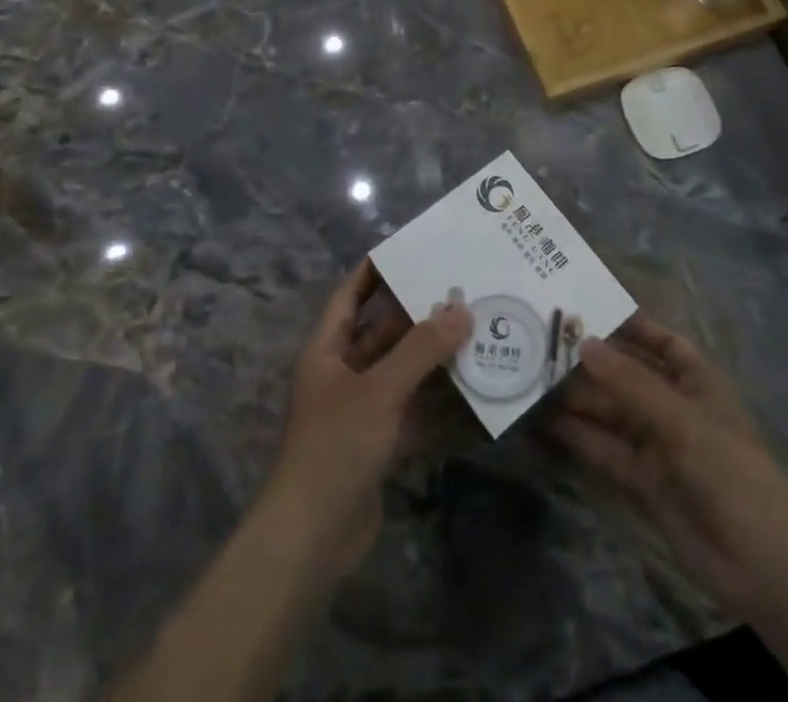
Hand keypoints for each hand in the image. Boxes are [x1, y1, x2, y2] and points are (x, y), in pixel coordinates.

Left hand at [260, 262, 470, 582]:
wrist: (311, 539)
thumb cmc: (335, 446)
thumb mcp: (380, 389)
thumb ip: (421, 349)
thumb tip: (461, 309)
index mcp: (328, 349)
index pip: (351, 294)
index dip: (376, 270)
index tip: (412, 249)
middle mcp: (343, 372)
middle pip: (383, 331)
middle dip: (418, 313)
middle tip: (461, 289)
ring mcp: (362, 409)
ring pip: (402, 370)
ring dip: (433, 356)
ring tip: (475, 329)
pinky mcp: (379, 442)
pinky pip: (413, 408)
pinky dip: (438, 400)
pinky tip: (472, 388)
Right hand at [552, 313, 787, 621]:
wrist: (760, 567)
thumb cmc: (730, 472)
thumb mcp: (682, 420)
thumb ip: (630, 383)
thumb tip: (584, 343)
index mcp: (697, 381)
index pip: (661, 341)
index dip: (630, 324)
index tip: (588, 306)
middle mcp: (675, 406)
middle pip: (628, 375)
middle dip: (592, 362)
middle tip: (544, 343)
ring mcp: (658, 444)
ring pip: (612, 411)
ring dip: (579, 399)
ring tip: (535, 379)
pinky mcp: (642, 480)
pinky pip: (606, 449)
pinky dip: (580, 436)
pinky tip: (547, 422)